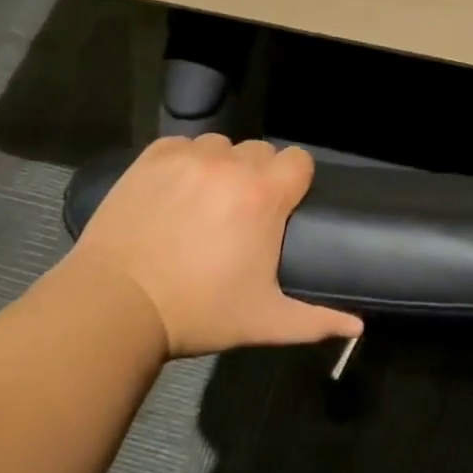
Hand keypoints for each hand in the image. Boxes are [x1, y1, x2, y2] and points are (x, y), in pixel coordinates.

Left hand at [75, 135, 361, 357]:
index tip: (281, 209)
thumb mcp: (263, 321)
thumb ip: (316, 320)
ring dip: (221, 167)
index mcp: (265, 194)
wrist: (114, 305)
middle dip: (258, 176)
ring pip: (222, 145)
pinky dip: (184, 162)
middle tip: (239, 214)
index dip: (294, 182)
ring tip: (203, 202)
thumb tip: (358, 328)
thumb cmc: (198, 311)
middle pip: (261, 152)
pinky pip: (183, 145)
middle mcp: (232, 163)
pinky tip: (173, 193)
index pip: (299, 160)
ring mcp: (190, 155)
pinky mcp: (154, 156)